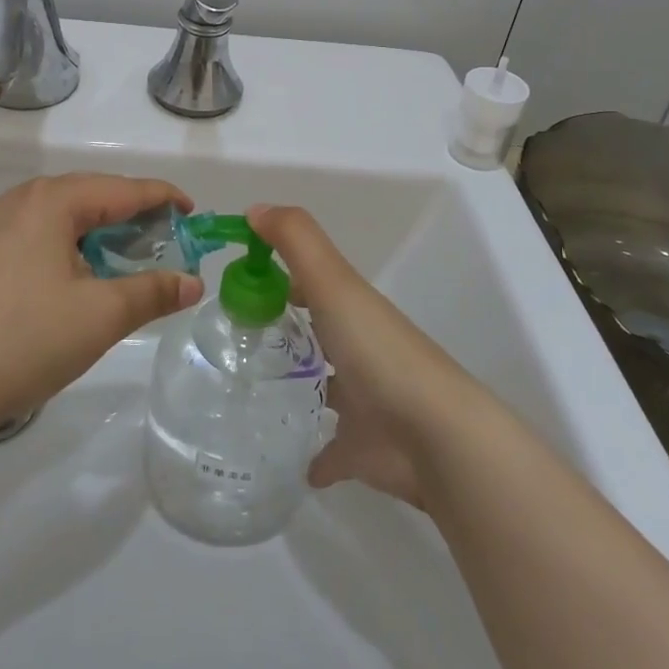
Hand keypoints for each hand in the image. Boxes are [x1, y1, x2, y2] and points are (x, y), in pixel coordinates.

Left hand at [0, 174, 203, 437]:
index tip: (195, 214)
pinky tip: (85, 277)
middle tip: (169, 243)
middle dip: (135, 216)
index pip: (124, 189)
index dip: (164, 199)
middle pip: (95, 196)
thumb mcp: (102, 315)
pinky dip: (76, 248)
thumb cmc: (26, 338)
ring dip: (105, 234)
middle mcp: (24, 200)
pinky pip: (45, 236)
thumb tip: (193, 283)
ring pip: (68, 218)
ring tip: (132, 260)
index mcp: (54, 200)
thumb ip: (153, 292)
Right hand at [248, 204, 485, 511]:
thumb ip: (296, 240)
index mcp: (351, 310)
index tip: (237, 285)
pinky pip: (330, 450)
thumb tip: (254, 209)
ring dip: (299, 386)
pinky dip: (313, 455)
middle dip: (285, 331)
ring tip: (246, 394)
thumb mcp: (334, 283)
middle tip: (233, 339)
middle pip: (318, 333)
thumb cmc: (377, 350)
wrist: (434, 435)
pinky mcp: (361, 449)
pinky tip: (285, 460)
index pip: (311, 284)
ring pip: (326, 387)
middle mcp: (358, 349)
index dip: (279, 277)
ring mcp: (363, 401)